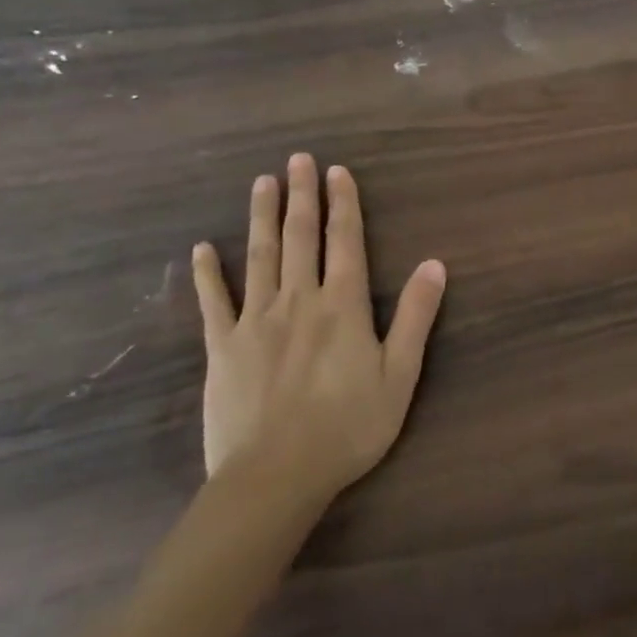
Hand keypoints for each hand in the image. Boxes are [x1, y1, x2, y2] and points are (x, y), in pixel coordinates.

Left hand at [191, 154, 444, 501]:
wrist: (275, 477)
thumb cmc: (348, 427)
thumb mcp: (399, 375)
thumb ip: (417, 317)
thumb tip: (435, 264)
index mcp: (343, 305)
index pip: (345, 241)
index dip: (343, 204)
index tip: (337, 171)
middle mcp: (299, 300)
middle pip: (301, 237)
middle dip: (302, 196)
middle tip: (297, 159)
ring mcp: (255, 321)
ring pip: (260, 257)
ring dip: (262, 217)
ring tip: (261, 183)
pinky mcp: (223, 348)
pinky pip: (214, 302)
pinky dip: (207, 274)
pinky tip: (201, 249)